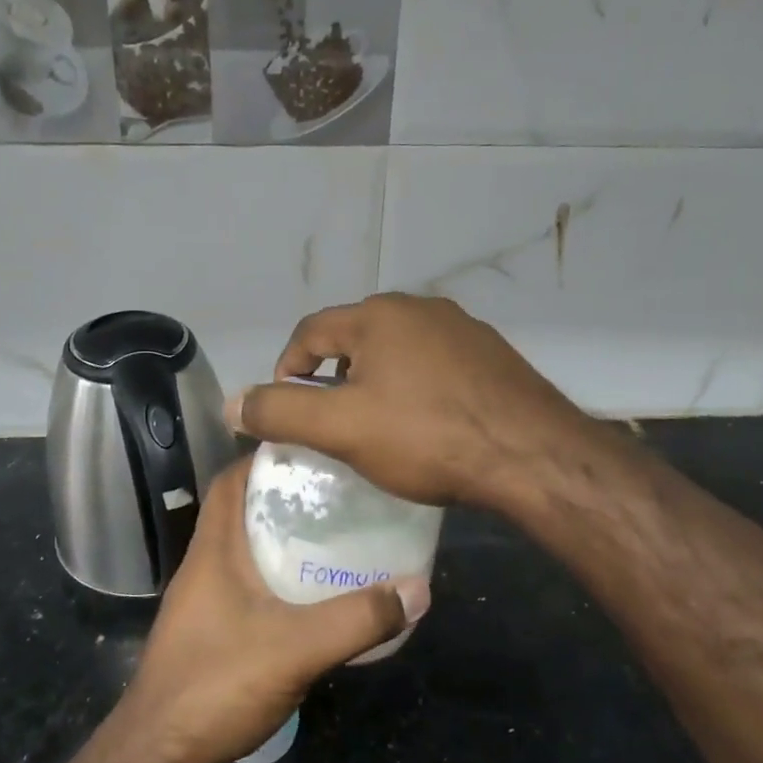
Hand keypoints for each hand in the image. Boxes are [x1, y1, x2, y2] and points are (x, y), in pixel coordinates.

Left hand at [116, 460, 430, 762]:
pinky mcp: (211, 631)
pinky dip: (279, 578)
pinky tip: (313, 596)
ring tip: (337, 536)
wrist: (159, 756)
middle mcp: (205, 566)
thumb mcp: (297, 648)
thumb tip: (418, 588)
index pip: (231, 481)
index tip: (315, 452)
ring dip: (284, 539)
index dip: (266, 459)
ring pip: (247, 551)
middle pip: (243, 511)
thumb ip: (358, 619)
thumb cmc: (217, 685)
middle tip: (340, 493)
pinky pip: (249, 585)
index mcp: (215, 551)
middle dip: (287, 497)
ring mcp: (205, 601)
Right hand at [226, 293, 589, 510]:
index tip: (286, 408)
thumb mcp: (342, 429)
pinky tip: (425, 423)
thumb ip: (281, 412)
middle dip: (332, 375)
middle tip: (330, 421)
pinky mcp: (492, 355)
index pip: (311, 330)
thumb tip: (232, 403)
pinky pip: (435, 364)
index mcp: (379, 315)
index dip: (287, 367)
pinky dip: (415, 387)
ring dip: (375, 381)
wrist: (530, 454)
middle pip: (355, 337)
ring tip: (375, 425)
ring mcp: (463, 329)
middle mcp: (421, 308)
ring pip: (398, 350)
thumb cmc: (427, 437)